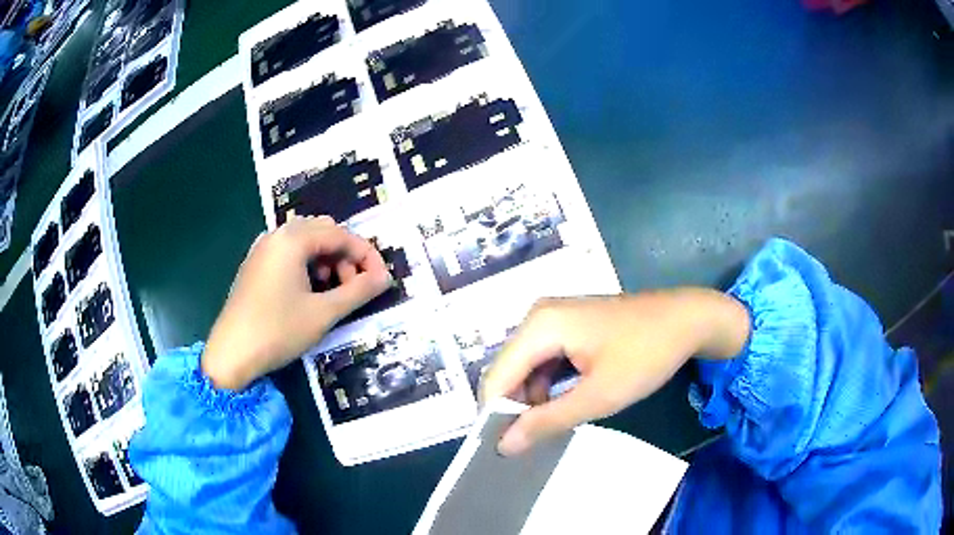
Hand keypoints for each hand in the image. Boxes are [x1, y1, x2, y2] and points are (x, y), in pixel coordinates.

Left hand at [202, 216, 391, 389]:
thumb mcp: (324, 313)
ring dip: (327, 260)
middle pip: (323, 231)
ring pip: (306, 241)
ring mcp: (262, 249)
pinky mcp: (255, 264)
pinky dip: (307, 264)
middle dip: (345, 256)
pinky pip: (288, 252)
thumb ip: (358, 291)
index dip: (366, 255)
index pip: (341, 234)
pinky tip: (309, 291)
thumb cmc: (278, 331)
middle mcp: (276, 235)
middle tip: (355, 286)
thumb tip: (385, 277)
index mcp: (292, 239)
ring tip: (332, 291)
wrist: (231, 354)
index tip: (382, 279)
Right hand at [480, 289, 749, 455]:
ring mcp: (553, 318)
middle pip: (509, 371)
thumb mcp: (599, 396)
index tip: (504, 450)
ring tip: (549, 428)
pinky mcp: (568, 326)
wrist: (688, 319)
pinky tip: (564, 404)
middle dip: (515, 408)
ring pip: (526, 368)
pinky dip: (549, 386)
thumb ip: (548, 421)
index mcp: (540, 326)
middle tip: (529, 444)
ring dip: (533, 399)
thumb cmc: (646, 355)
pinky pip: (544, 360)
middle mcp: (538, 317)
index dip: (494, 415)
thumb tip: (504, 445)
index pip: (497, 378)